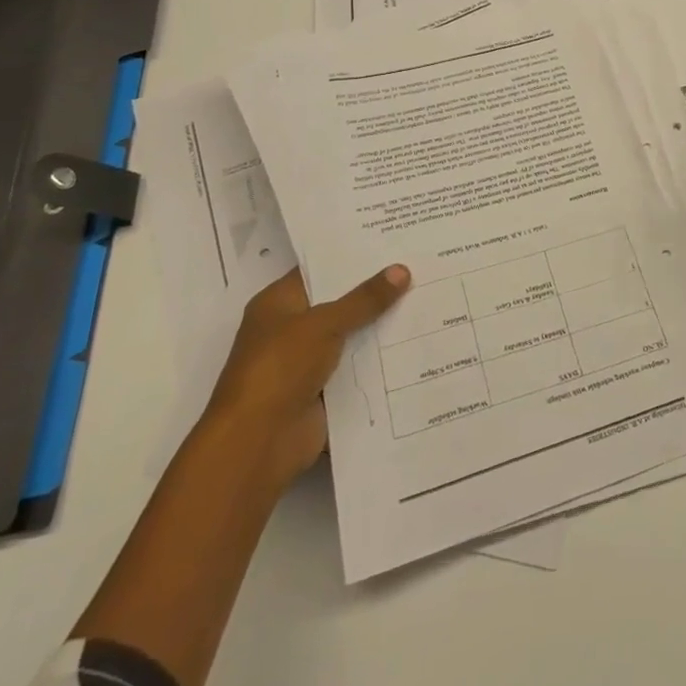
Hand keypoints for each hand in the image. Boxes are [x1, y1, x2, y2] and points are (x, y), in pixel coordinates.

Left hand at [201, 263, 410, 489]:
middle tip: (419, 266)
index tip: (392, 242)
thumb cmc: (279, 369)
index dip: (352, 257)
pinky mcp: (324, 391)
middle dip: (375, 291)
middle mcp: (291, 329)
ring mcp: (307, 363)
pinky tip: (417, 342)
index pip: (319, 270)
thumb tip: (402, 269)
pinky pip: (358, 367)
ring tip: (427, 299)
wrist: (258, 443)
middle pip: (340, 303)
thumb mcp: (323, 323)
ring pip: (352, 336)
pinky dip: (381, 360)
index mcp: (278, 304)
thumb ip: (364, 299)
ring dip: (382, 326)